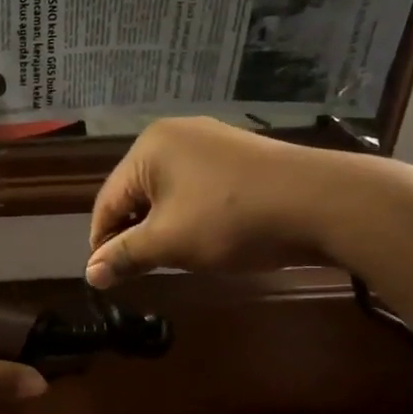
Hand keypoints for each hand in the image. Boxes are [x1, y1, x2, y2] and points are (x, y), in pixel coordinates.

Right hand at [87, 117, 351, 286]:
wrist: (322, 203)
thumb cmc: (232, 220)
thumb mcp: (170, 242)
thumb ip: (125, 256)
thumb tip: (90, 274)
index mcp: (148, 148)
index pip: (108, 202)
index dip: (103, 243)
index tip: (106, 278)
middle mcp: (174, 135)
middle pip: (136, 194)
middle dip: (135, 234)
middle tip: (141, 271)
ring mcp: (210, 140)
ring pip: (167, 192)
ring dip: (162, 227)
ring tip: (173, 258)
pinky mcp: (237, 155)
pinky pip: (195, 187)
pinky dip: (189, 214)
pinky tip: (204, 236)